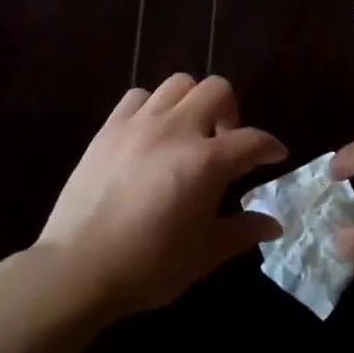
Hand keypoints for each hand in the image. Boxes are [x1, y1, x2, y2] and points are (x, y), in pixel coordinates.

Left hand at [37, 75, 286, 319]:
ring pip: (178, 83)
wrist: (78, 268)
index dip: (270, 146)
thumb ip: (242, 232)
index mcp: (206, 161)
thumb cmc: (149, 266)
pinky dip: (153, 106)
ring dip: (192, 102)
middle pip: (217, 89)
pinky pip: (138, 96)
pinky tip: (151, 133)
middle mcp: (177, 129)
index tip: (275, 156)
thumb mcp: (204, 254)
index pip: (252, 140)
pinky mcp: (109, 128)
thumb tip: (273, 225)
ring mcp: (140, 123)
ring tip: (188, 132)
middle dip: (231, 110)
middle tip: (226, 141)